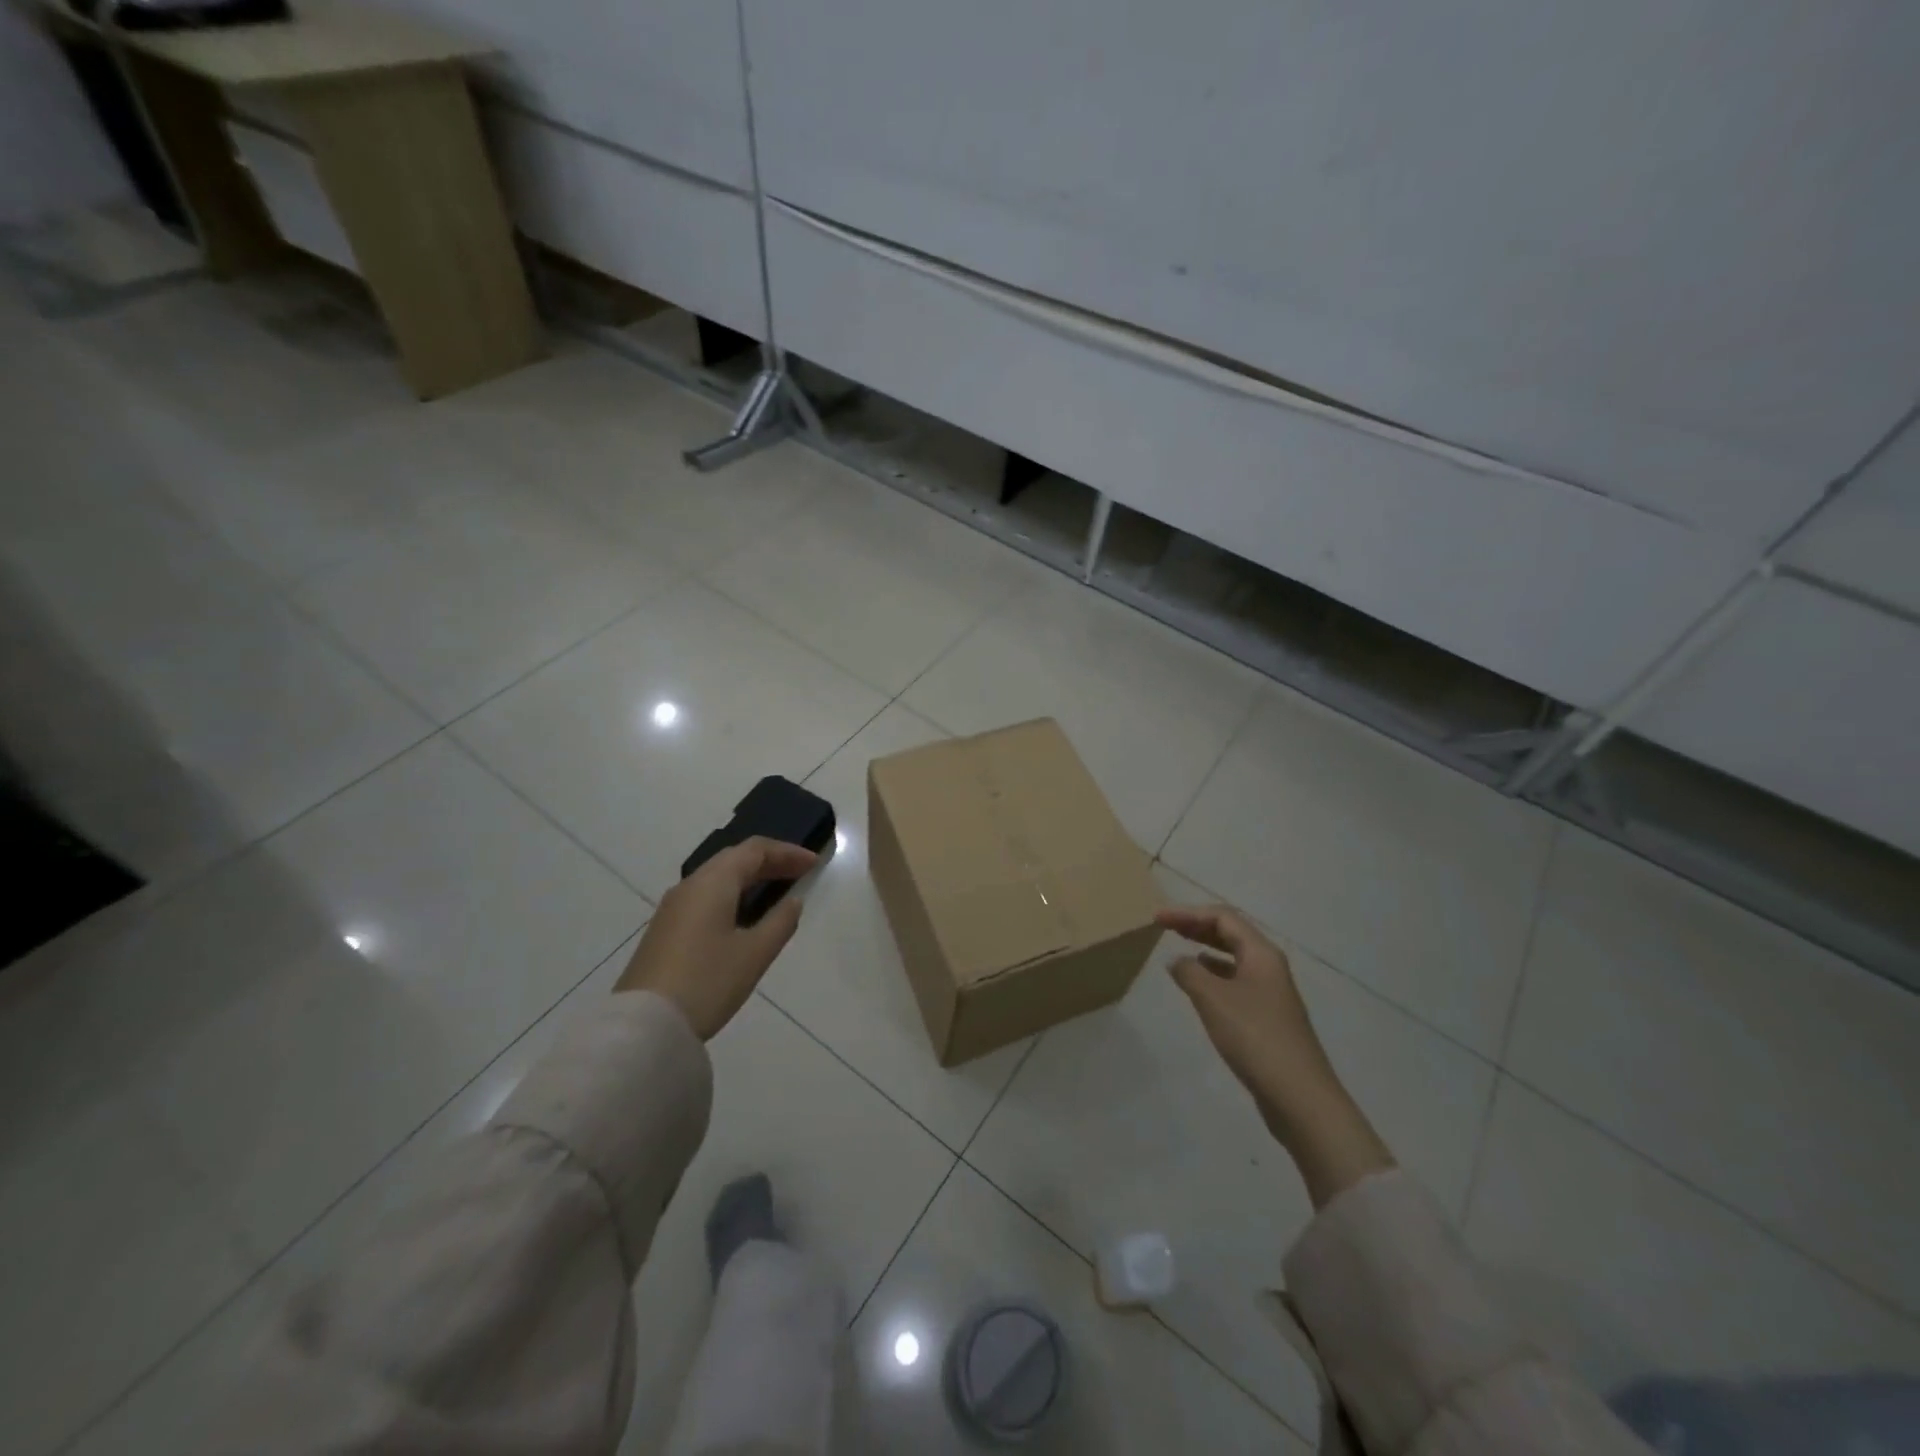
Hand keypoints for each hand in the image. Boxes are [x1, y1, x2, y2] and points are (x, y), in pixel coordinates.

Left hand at [616, 837, 817, 1039]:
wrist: (644, 1024)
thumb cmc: (707, 982)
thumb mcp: (755, 954)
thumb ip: (781, 922)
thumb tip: (793, 901)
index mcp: (713, 882)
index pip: (755, 849)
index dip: (787, 852)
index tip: (814, 863)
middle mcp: (690, 885)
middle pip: (734, 859)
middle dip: (770, 861)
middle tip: (800, 874)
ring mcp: (673, 907)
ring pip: (718, 877)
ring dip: (750, 878)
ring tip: (778, 892)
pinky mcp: (666, 929)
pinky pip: (706, 896)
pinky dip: (733, 894)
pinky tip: (745, 915)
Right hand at [1158, 902, 1392, 1206]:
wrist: (1299, 1096)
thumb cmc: (1254, 1037)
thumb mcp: (1212, 999)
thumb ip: (1189, 972)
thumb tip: (1178, 961)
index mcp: (1261, 953)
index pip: (1222, 917)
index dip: (1187, 912)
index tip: (1157, 918)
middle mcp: (1269, 966)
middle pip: (1231, 933)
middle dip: (1197, 926)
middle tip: (1164, 926)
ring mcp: (1271, 992)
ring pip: (1234, 957)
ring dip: (1206, 948)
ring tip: (1178, 949)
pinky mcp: (1268, 1016)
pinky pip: (1236, 980)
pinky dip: (1214, 974)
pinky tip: (1199, 984)